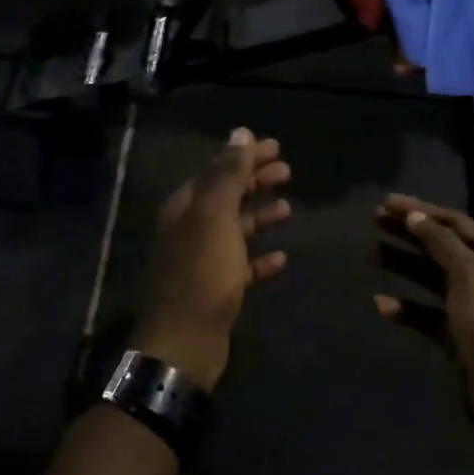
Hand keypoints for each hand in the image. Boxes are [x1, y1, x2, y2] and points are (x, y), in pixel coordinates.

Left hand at [133, 129, 291, 390]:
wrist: (185, 341)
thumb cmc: (202, 272)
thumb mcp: (216, 216)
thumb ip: (228, 174)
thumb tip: (240, 133)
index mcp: (185, 206)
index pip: (217, 169)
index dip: (245, 156)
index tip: (275, 146)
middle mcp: (190, 228)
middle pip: (226, 195)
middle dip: (255, 181)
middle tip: (287, 170)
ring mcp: (202, 260)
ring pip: (234, 229)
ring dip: (260, 215)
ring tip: (288, 208)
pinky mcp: (215, 289)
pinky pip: (241, 265)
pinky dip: (260, 258)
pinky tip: (282, 257)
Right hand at [375, 194, 473, 438]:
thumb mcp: (469, 272)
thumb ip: (440, 242)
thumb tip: (415, 217)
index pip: (455, 222)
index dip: (421, 210)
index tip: (387, 203)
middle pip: (442, 247)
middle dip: (409, 233)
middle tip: (375, 221)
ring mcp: (473, 308)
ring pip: (432, 279)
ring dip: (404, 266)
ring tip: (372, 254)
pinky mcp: (458, 337)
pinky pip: (427, 315)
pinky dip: (406, 308)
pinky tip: (381, 305)